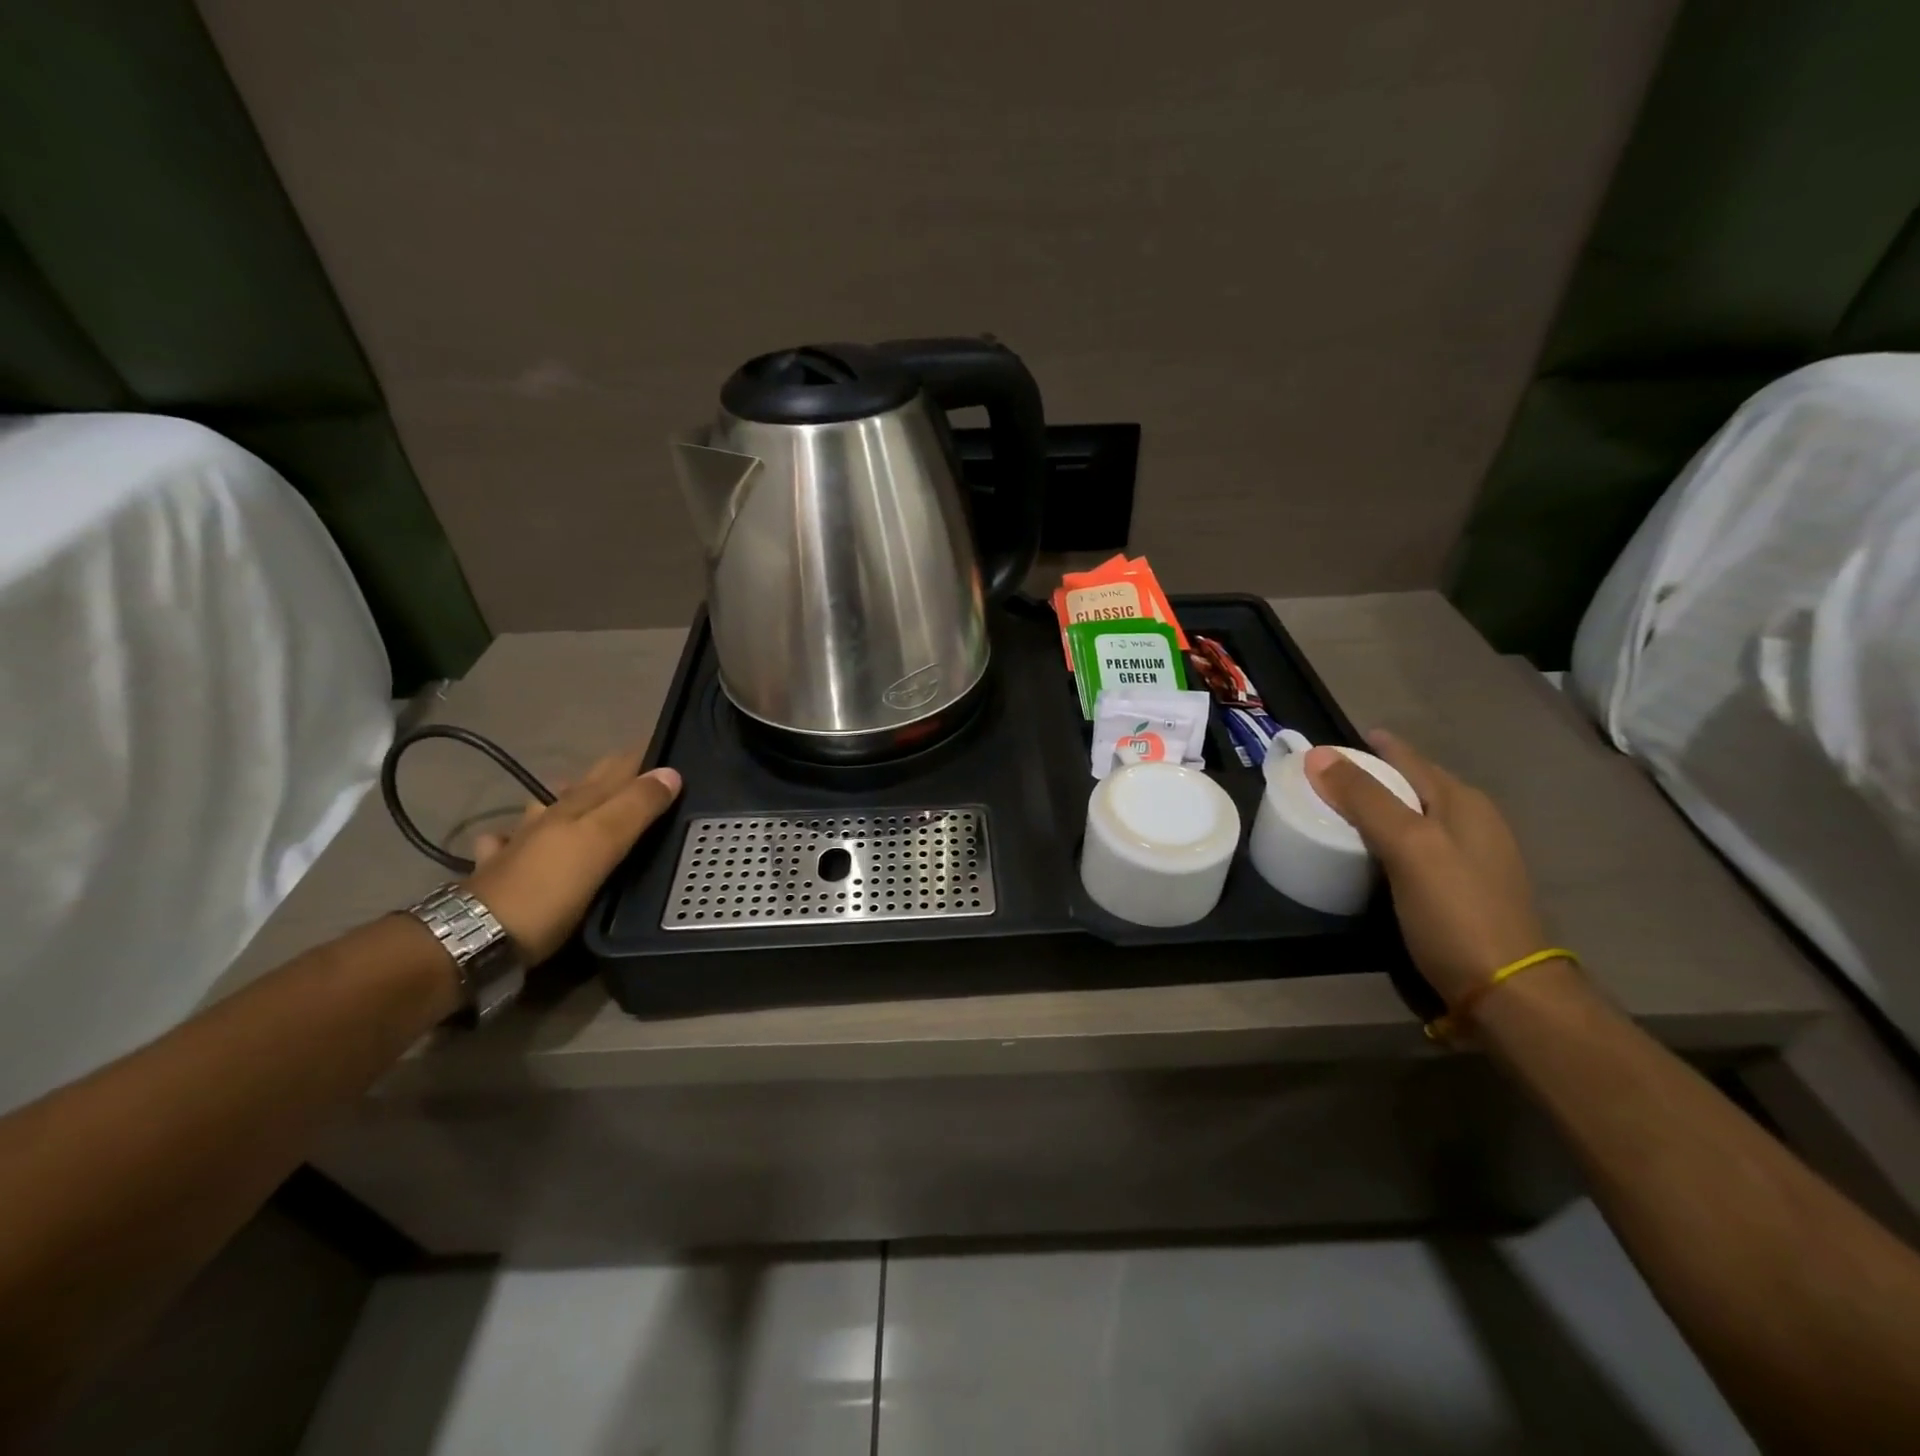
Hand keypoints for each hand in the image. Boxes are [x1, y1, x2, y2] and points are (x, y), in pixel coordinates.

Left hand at [463, 751, 681, 962]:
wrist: (476, 937)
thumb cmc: (549, 889)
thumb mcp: (601, 844)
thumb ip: (636, 807)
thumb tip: (671, 772)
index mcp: (577, 806)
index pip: (618, 771)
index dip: (642, 759)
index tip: (668, 747)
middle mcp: (548, 818)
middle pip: (585, 787)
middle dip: (611, 772)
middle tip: (639, 766)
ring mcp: (518, 845)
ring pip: (545, 810)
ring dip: (562, 798)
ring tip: (575, 792)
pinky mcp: (498, 875)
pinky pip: (507, 845)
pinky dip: (514, 836)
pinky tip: (510, 839)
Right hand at [1304, 730, 1548, 1008]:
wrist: (1507, 991)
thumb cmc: (1456, 910)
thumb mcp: (1408, 847)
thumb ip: (1365, 799)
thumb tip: (1318, 754)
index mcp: (1463, 802)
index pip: (1409, 759)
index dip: (1373, 747)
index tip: (1330, 745)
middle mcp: (1473, 821)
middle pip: (1415, 783)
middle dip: (1375, 773)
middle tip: (1326, 776)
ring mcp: (1473, 856)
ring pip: (1417, 814)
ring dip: (1382, 806)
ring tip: (1341, 809)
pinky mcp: (1463, 888)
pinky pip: (1418, 844)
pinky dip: (1390, 836)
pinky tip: (1371, 852)